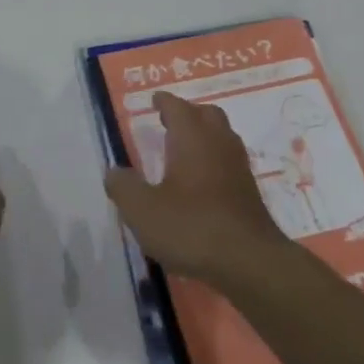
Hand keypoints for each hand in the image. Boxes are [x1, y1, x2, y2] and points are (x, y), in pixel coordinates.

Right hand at [105, 91, 286, 284]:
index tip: (154, 100)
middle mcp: (218, 143)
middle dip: (188, 113)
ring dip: (204, 136)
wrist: (250, 262)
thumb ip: (124, 187)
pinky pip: (229, 162)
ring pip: (222, 137)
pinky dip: (214, 161)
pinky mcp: (249, 192)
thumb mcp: (143, 211)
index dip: (164, 102)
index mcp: (192, 138)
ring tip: (184, 150)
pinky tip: (202, 182)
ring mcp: (239, 168)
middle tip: (169, 121)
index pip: (177, 107)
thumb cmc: (191, 227)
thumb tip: (114, 171)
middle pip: (207, 115)